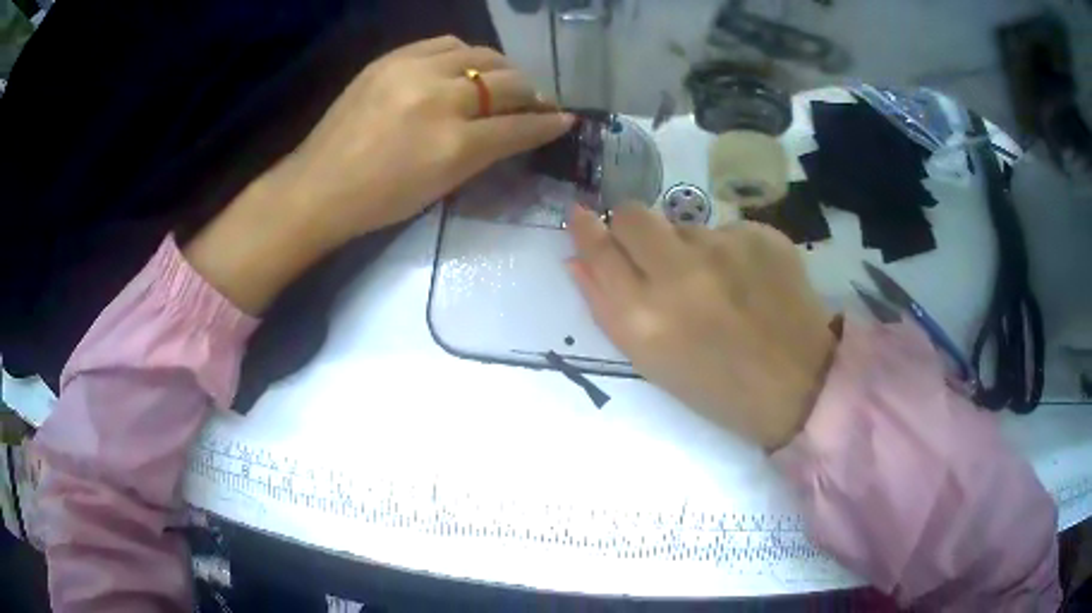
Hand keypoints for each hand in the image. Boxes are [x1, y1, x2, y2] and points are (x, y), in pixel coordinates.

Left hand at [273, 35, 574, 248]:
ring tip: (501, 81)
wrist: (319, 186)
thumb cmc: (379, 201)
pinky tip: (464, 66)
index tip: (565, 119)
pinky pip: (445, 43)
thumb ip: (483, 153)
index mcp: (453, 146)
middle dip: (531, 94)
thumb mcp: (441, 187)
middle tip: (535, 102)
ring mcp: (414, 72)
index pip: (518, 127)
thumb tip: (517, 129)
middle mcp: (440, 100)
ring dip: (501, 69)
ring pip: (481, 55)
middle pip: (506, 85)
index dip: (547, 124)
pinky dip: (464, 54)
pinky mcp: (391, 59)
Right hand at [568, 206, 836, 449]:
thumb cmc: (717, 387)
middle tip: (652, 253)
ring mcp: (724, 248)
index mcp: (645, 317)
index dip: (586, 229)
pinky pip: (725, 230)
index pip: (600, 250)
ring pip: (683, 225)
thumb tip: (577, 259)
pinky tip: (748, 283)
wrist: (800, 383)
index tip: (582, 216)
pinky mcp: (760, 235)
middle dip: (632, 227)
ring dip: (688, 248)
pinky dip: (727, 252)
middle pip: (634, 215)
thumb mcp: (651, 361)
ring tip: (716, 285)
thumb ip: (607, 307)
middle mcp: (680, 273)